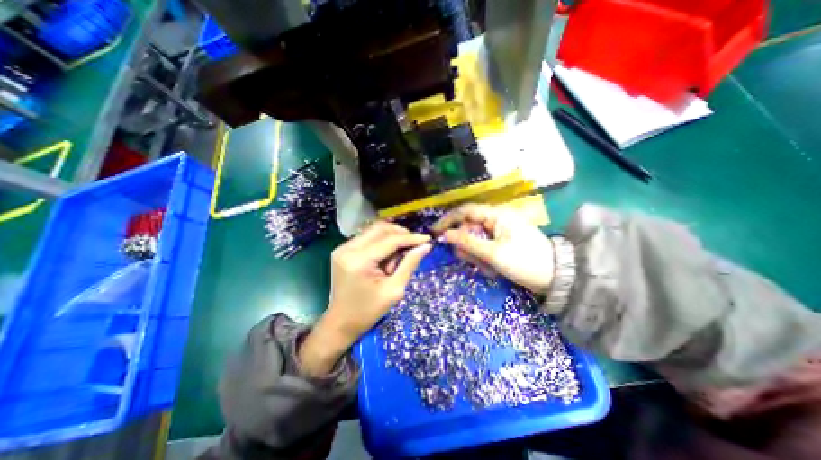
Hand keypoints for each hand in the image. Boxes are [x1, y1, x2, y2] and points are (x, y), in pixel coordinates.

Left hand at [301, 222, 430, 375]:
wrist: (341, 323)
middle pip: (380, 229)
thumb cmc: (368, 311)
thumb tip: (426, 246)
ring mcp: (343, 248)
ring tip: (400, 255)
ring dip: (391, 238)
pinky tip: (388, 256)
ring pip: (374, 231)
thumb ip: (410, 264)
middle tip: (415, 245)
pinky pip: (368, 238)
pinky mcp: (343, 250)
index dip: (411, 238)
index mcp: (359, 260)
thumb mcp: (394, 290)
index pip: (390, 240)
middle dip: (401, 234)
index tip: (428, 239)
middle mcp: (347, 248)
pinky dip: (382, 242)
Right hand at [432, 202, 554, 294]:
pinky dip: (483, 259)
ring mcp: (499, 232)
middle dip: (466, 245)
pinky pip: (483, 248)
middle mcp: (496, 220)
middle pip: (468, 227)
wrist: (556, 277)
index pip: (465, 211)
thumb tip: (445, 235)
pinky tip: (492, 269)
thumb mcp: (493, 254)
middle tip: (471, 261)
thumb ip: (468, 242)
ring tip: (487, 268)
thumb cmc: (525, 262)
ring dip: (476, 255)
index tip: (435, 233)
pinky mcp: (501, 242)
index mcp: (496, 215)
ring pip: (475, 240)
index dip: (448, 220)